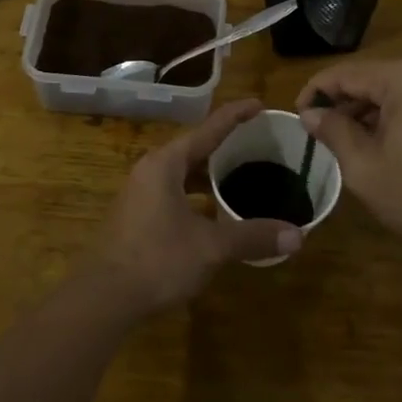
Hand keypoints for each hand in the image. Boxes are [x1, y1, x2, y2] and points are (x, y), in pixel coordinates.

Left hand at [91, 99, 303, 314]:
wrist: (104, 297)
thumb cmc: (157, 260)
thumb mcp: (211, 247)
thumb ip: (252, 236)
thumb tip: (298, 236)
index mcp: (166, 164)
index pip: (207, 130)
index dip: (235, 116)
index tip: (258, 104)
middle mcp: (150, 171)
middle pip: (193, 149)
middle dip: (224, 145)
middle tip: (255, 142)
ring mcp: (139, 194)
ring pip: (181, 173)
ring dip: (208, 173)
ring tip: (238, 174)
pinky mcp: (136, 217)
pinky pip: (173, 192)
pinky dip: (196, 194)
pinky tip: (213, 212)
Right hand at [297, 58, 401, 270]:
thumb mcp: (365, 168)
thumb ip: (334, 132)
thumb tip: (310, 114)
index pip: (348, 73)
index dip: (317, 92)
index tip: (298, 115)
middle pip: (375, 77)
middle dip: (346, 103)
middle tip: (322, 133)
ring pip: (399, 87)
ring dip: (373, 109)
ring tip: (352, 141)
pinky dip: (401, 113)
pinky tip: (388, 142)